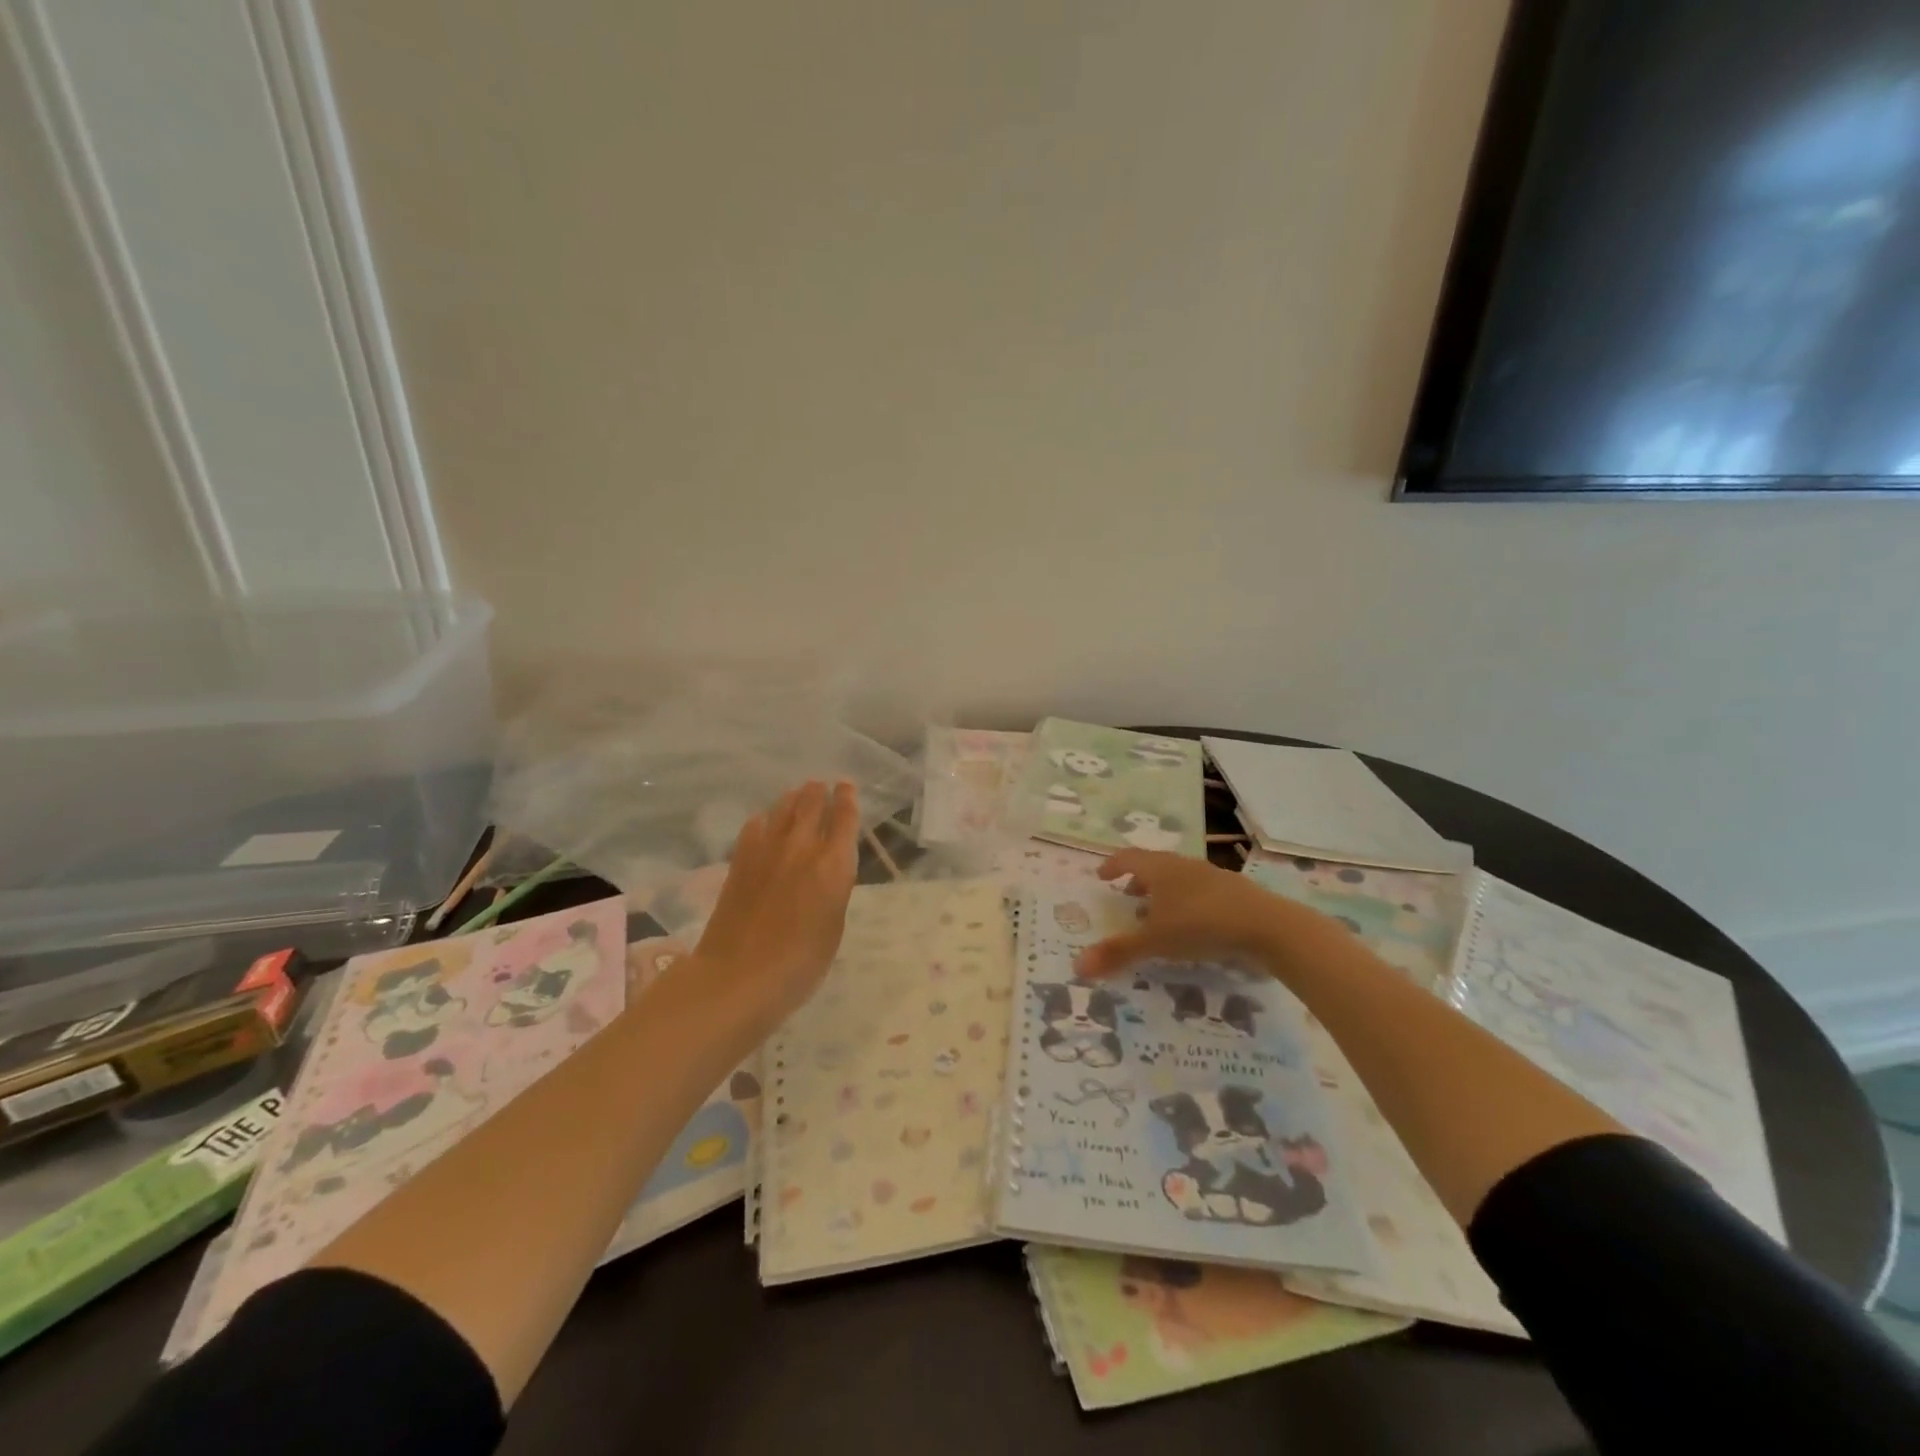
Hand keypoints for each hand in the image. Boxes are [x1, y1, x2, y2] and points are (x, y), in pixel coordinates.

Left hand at [679, 780, 859, 1034]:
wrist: (739, 975)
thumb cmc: (800, 963)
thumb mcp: (834, 926)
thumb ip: (834, 888)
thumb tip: (828, 869)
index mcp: (834, 864)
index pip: (844, 818)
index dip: (847, 798)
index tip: (847, 786)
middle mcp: (802, 846)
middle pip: (811, 803)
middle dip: (819, 791)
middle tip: (821, 785)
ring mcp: (767, 849)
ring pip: (783, 808)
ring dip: (793, 798)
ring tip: (797, 794)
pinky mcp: (740, 859)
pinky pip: (754, 826)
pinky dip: (765, 818)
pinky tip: (765, 821)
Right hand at [1075, 849, 1305, 979]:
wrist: (1267, 925)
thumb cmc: (1201, 924)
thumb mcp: (1155, 941)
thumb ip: (1118, 952)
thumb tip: (1077, 966)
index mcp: (1160, 868)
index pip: (1128, 857)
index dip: (1112, 865)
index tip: (1101, 875)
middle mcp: (1183, 865)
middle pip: (1154, 865)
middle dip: (1137, 879)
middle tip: (1126, 895)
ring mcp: (1211, 876)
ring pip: (1178, 877)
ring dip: (1163, 892)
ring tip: (1157, 913)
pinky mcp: (1233, 892)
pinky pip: (1199, 891)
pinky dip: (1185, 902)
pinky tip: (1192, 925)